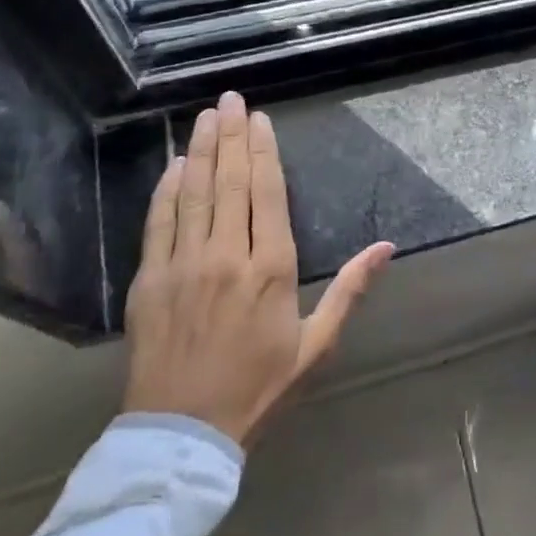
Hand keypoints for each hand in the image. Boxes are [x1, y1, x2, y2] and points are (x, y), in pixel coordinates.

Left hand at [122, 92, 393, 446]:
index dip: (263, 153)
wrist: (182, 435)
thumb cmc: (258, 387)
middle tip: (231, 100)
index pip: (267, 194)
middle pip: (230, 183)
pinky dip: (167, 190)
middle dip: (231, 136)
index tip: (260, 120)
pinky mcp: (149, 281)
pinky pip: (159, 223)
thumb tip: (386, 248)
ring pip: (194, 194)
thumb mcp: (315, 344)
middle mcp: (227, 257)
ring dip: (199, 150)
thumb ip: (350, 289)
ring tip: (205, 116)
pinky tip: (174, 165)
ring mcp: (183, 266)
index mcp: (271, 270)